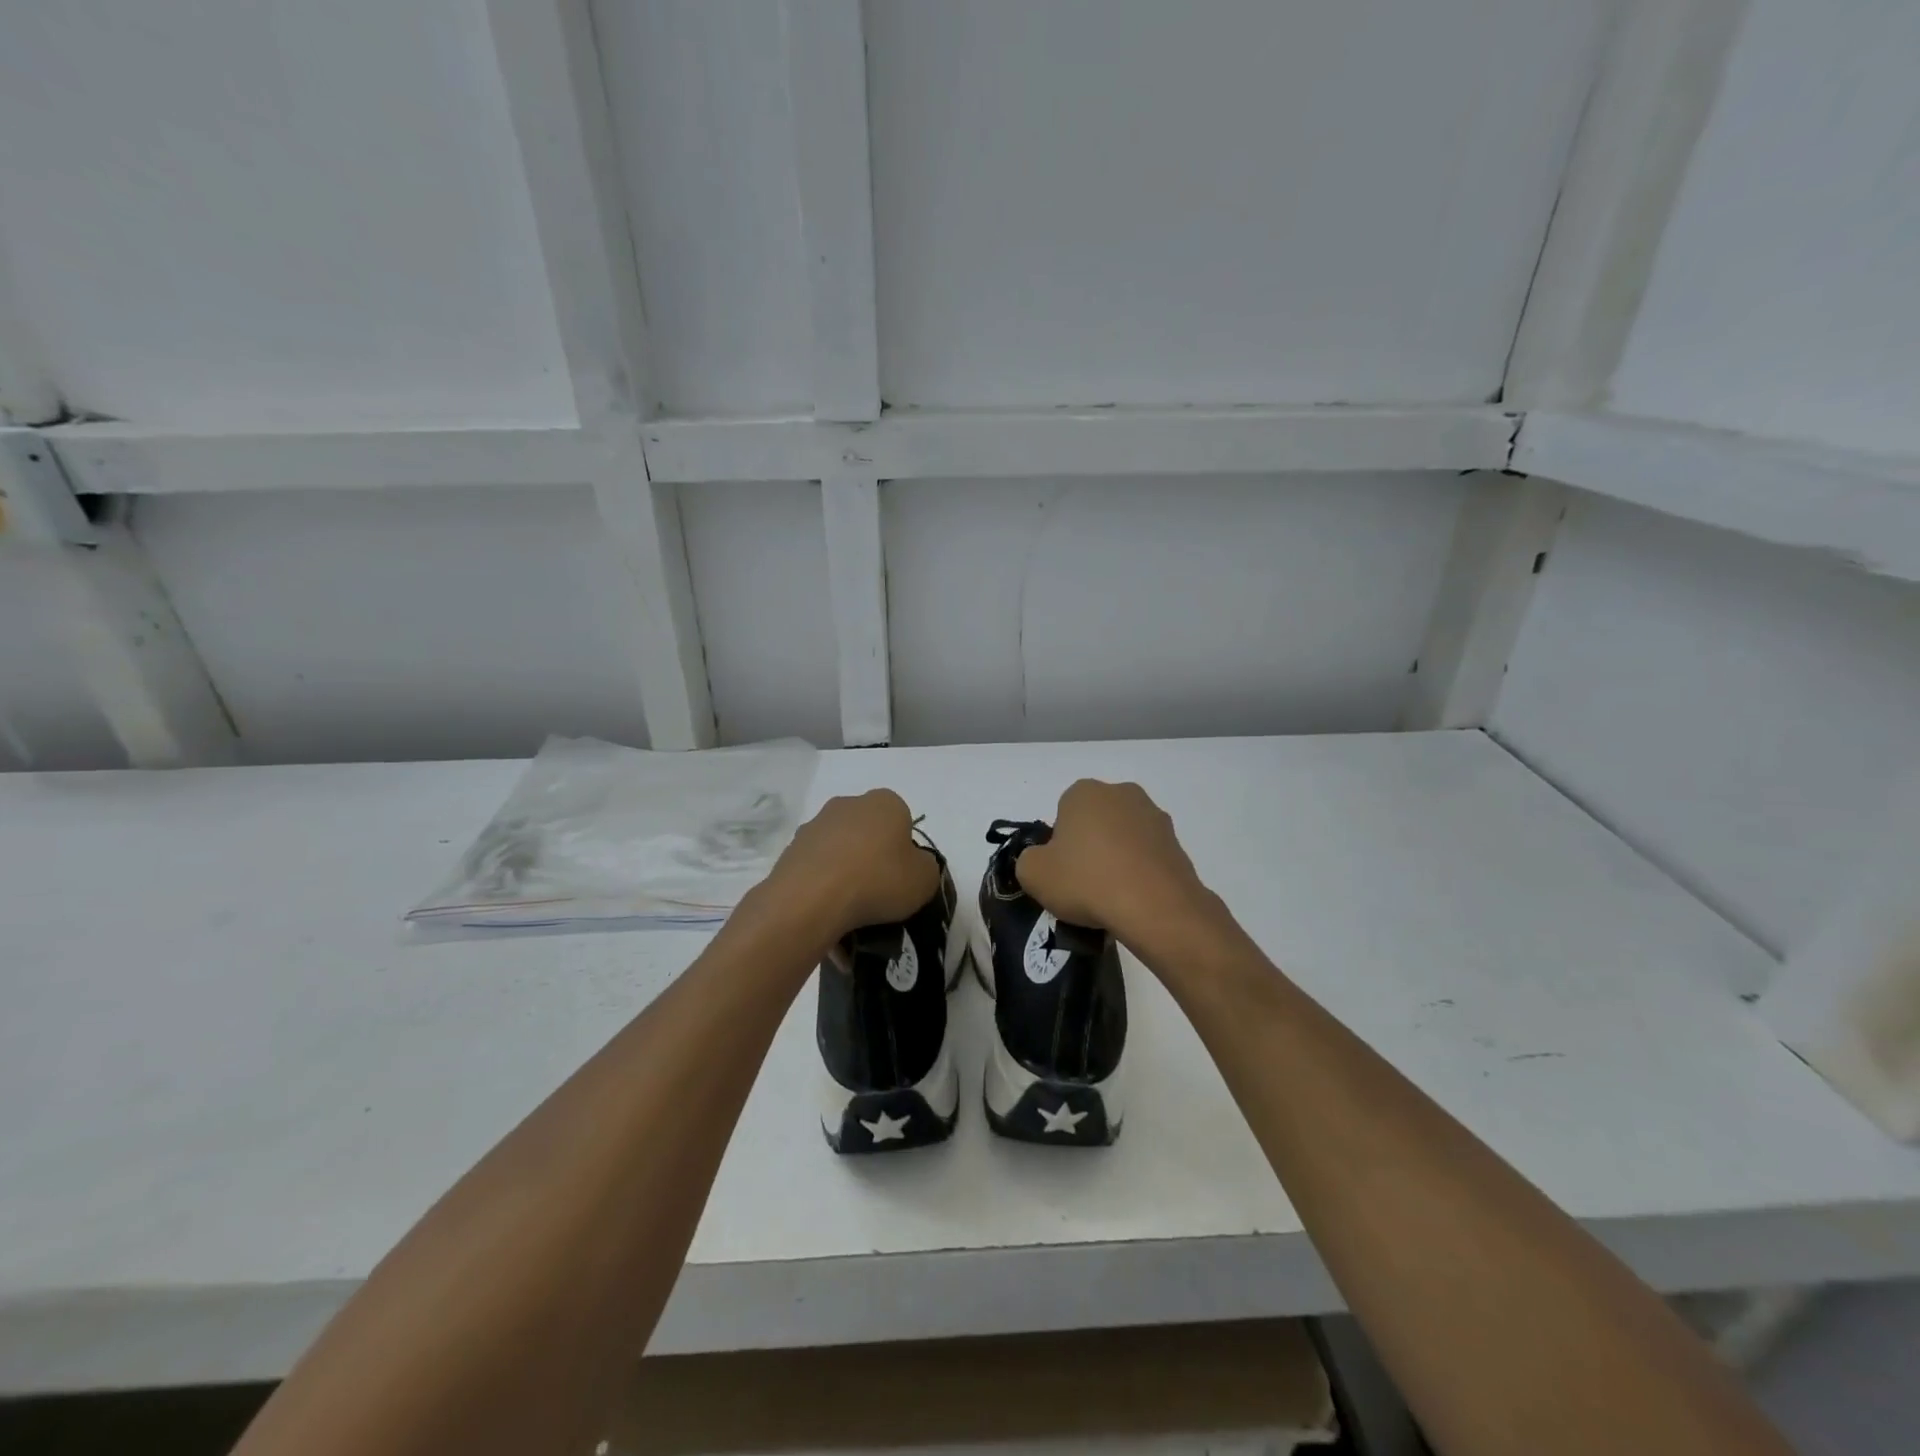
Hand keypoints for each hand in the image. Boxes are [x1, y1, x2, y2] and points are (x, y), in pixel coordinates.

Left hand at [759, 789, 938, 942]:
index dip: (904, 852)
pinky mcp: (791, 850)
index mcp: (885, 802)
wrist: (812, 899)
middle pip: (868, 834)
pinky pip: (817, 871)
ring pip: (840, 853)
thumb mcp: (925, 879)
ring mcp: (815, 826)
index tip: (902, 878)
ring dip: (846, 876)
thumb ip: (925, 868)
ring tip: (851, 915)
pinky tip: (828, 917)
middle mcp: (848, 804)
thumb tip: (912, 867)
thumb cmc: (878, 880)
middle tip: (879, 895)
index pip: (902, 821)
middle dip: (873, 860)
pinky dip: (824, 890)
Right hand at [1015, 780, 1211, 943]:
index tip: (1061, 870)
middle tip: (1083, 883)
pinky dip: (1139, 872)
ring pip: (1123, 837)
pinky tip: (1134, 898)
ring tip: (1112, 896)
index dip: (1058, 844)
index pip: (1062, 813)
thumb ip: (1028, 860)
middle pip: (1095, 821)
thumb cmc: (1087, 881)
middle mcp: (1122, 793)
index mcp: (1084, 792)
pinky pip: (1147, 856)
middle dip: (1089, 846)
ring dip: (1116, 858)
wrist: (1155, 907)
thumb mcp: (1033, 874)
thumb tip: (1042, 861)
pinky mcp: (1177, 843)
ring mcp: (1154, 816)